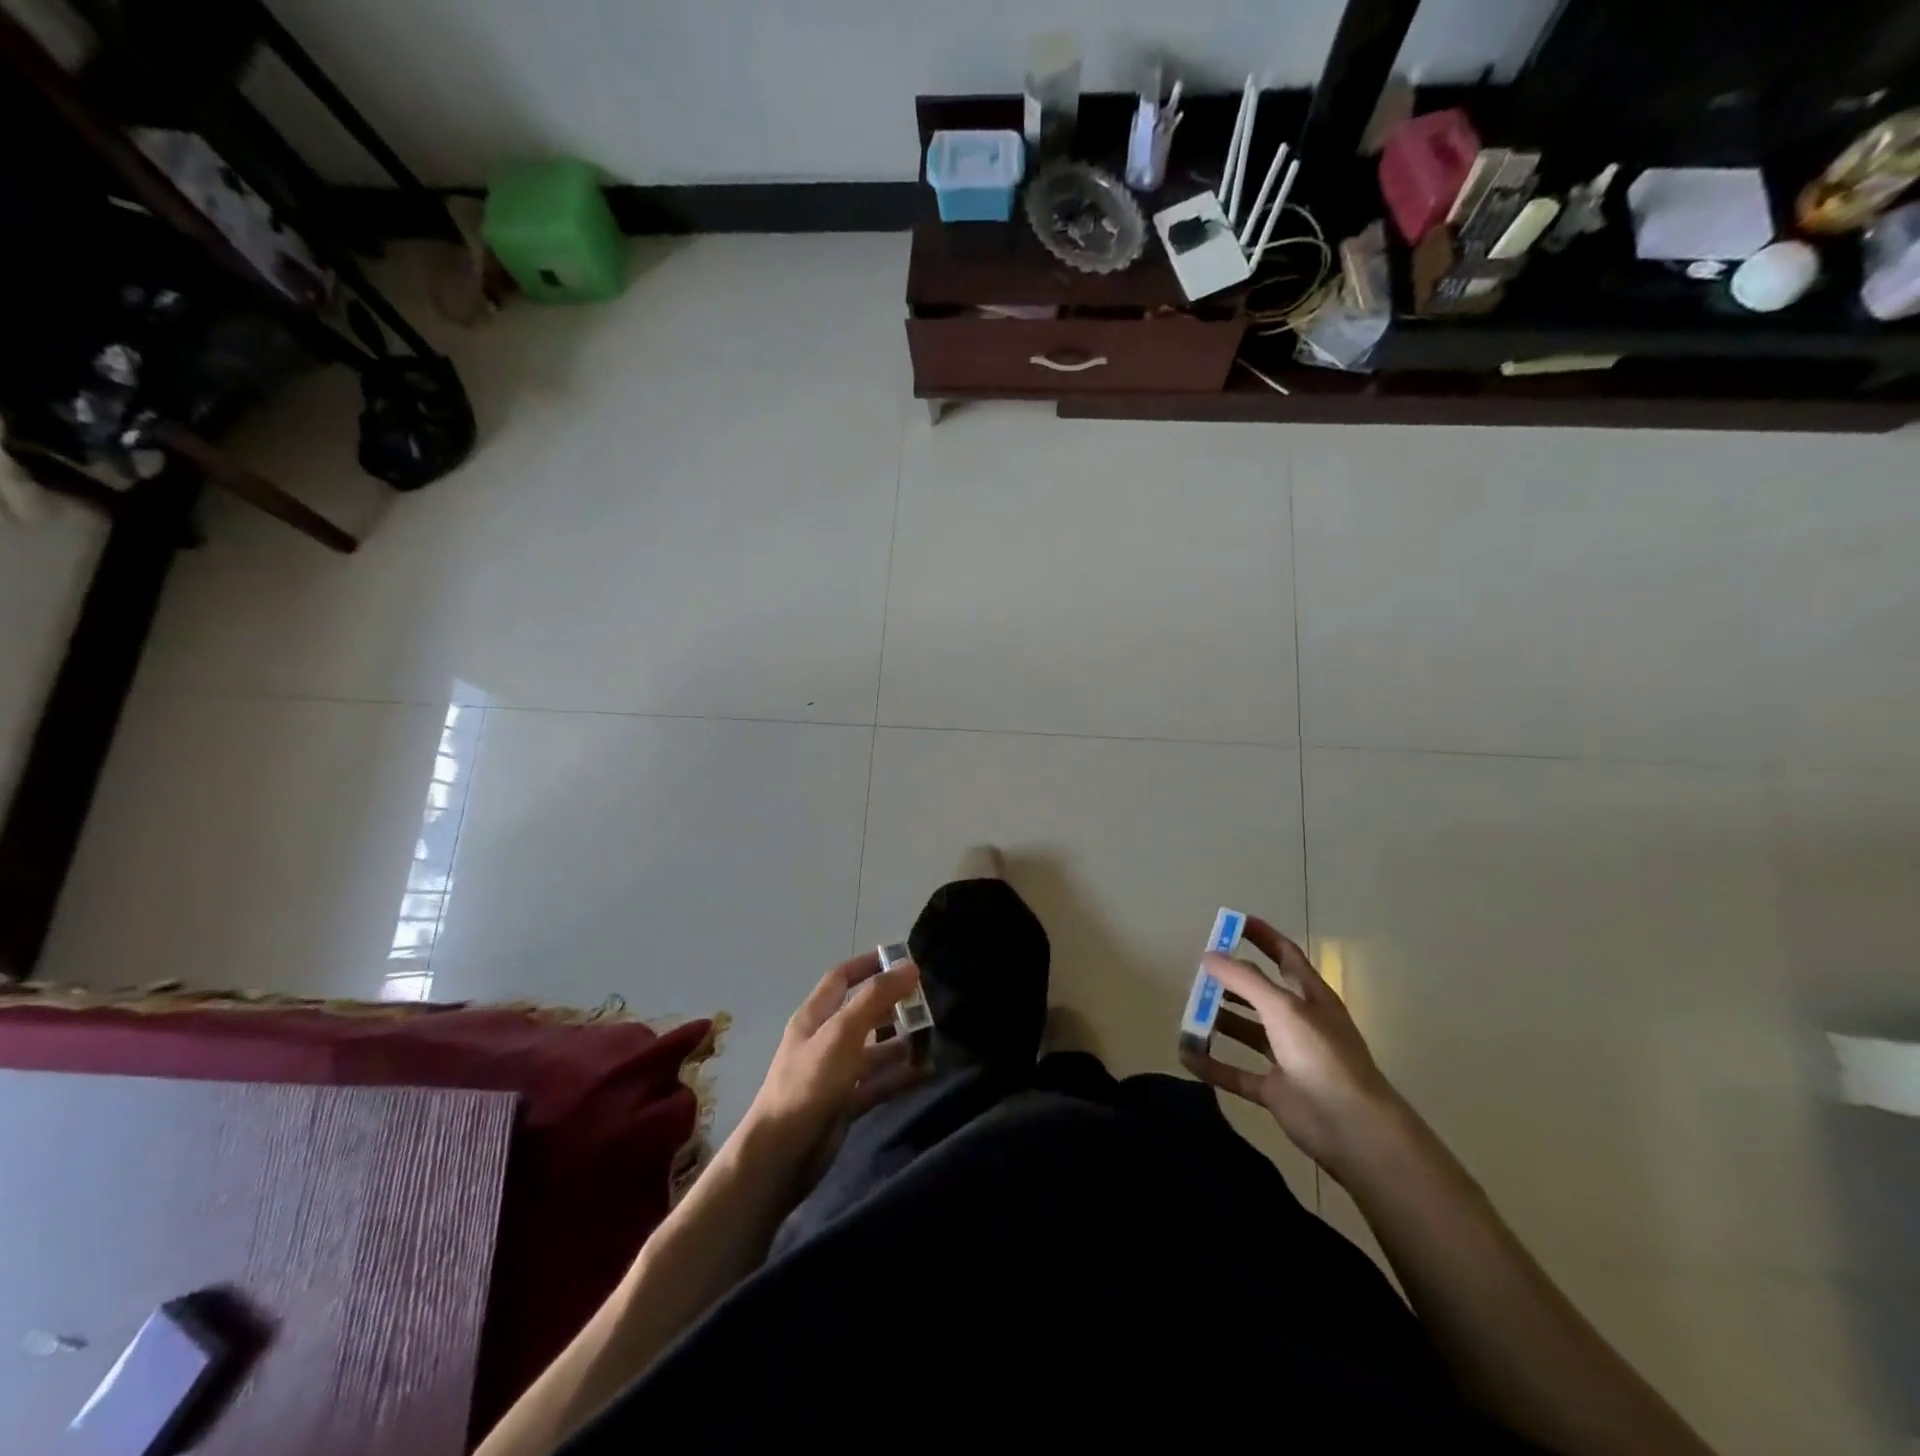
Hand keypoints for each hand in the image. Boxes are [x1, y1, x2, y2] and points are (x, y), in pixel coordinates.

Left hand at [744, 952, 927, 1159]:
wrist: (780, 1156)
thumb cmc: (808, 1083)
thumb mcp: (842, 1033)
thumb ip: (875, 998)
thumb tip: (910, 966)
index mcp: (815, 1016)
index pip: (842, 978)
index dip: (869, 964)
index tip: (903, 959)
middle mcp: (825, 1040)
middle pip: (862, 1013)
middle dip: (893, 1005)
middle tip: (929, 1001)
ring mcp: (835, 1073)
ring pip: (874, 1050)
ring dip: (901, 1042)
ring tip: (935, 1037)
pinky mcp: (845, 1103)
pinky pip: (878, 1083)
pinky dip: (900, 1076)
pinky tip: (927, 1071)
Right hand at [1188, 916, 1403, 1178]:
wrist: (1352, 1127)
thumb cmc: (1322, 1056)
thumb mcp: (1282, 1007)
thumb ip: (1244, 980)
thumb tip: (1209, 954)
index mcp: (1310, 996)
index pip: (1284, 955)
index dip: (1261, 936)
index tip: (1231, 921)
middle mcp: (1299, 1022)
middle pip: (1259, 993)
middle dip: (1230, 981)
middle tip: (1197, 972)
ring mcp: (1287, 1057)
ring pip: (1246, 1031)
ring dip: (1218, 1021)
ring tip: (1187, 1011)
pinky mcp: (1275, 1090)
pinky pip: (1236, 1073)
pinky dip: (1212, 1065)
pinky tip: (1186, 1056)